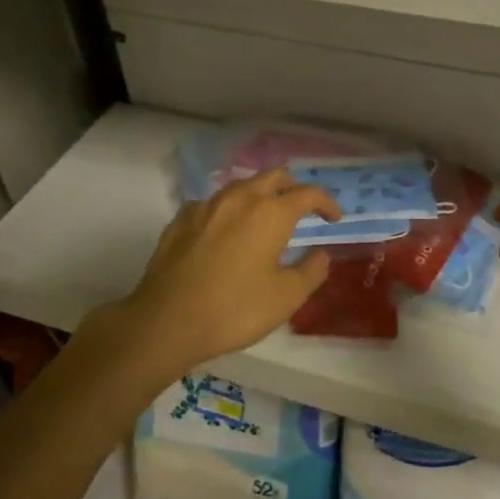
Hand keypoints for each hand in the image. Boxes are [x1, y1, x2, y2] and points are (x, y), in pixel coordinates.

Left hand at [82, 168, 340, 374]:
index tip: (333, 219)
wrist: (166, 321)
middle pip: (274, 177)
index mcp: (270, 213)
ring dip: (260, 196)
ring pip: (241, 187)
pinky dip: (228, 211)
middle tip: (302, 209)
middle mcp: (239, 199)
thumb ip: (312, 271)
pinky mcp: (180, 220)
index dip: (326, 203)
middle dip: (293, 188)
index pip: (308, 194)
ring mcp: (206, 206)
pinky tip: (225, 232)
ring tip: (264, 219)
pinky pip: (213, 204)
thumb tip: (321, 254)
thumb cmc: (235, 309)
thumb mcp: (286, 297)